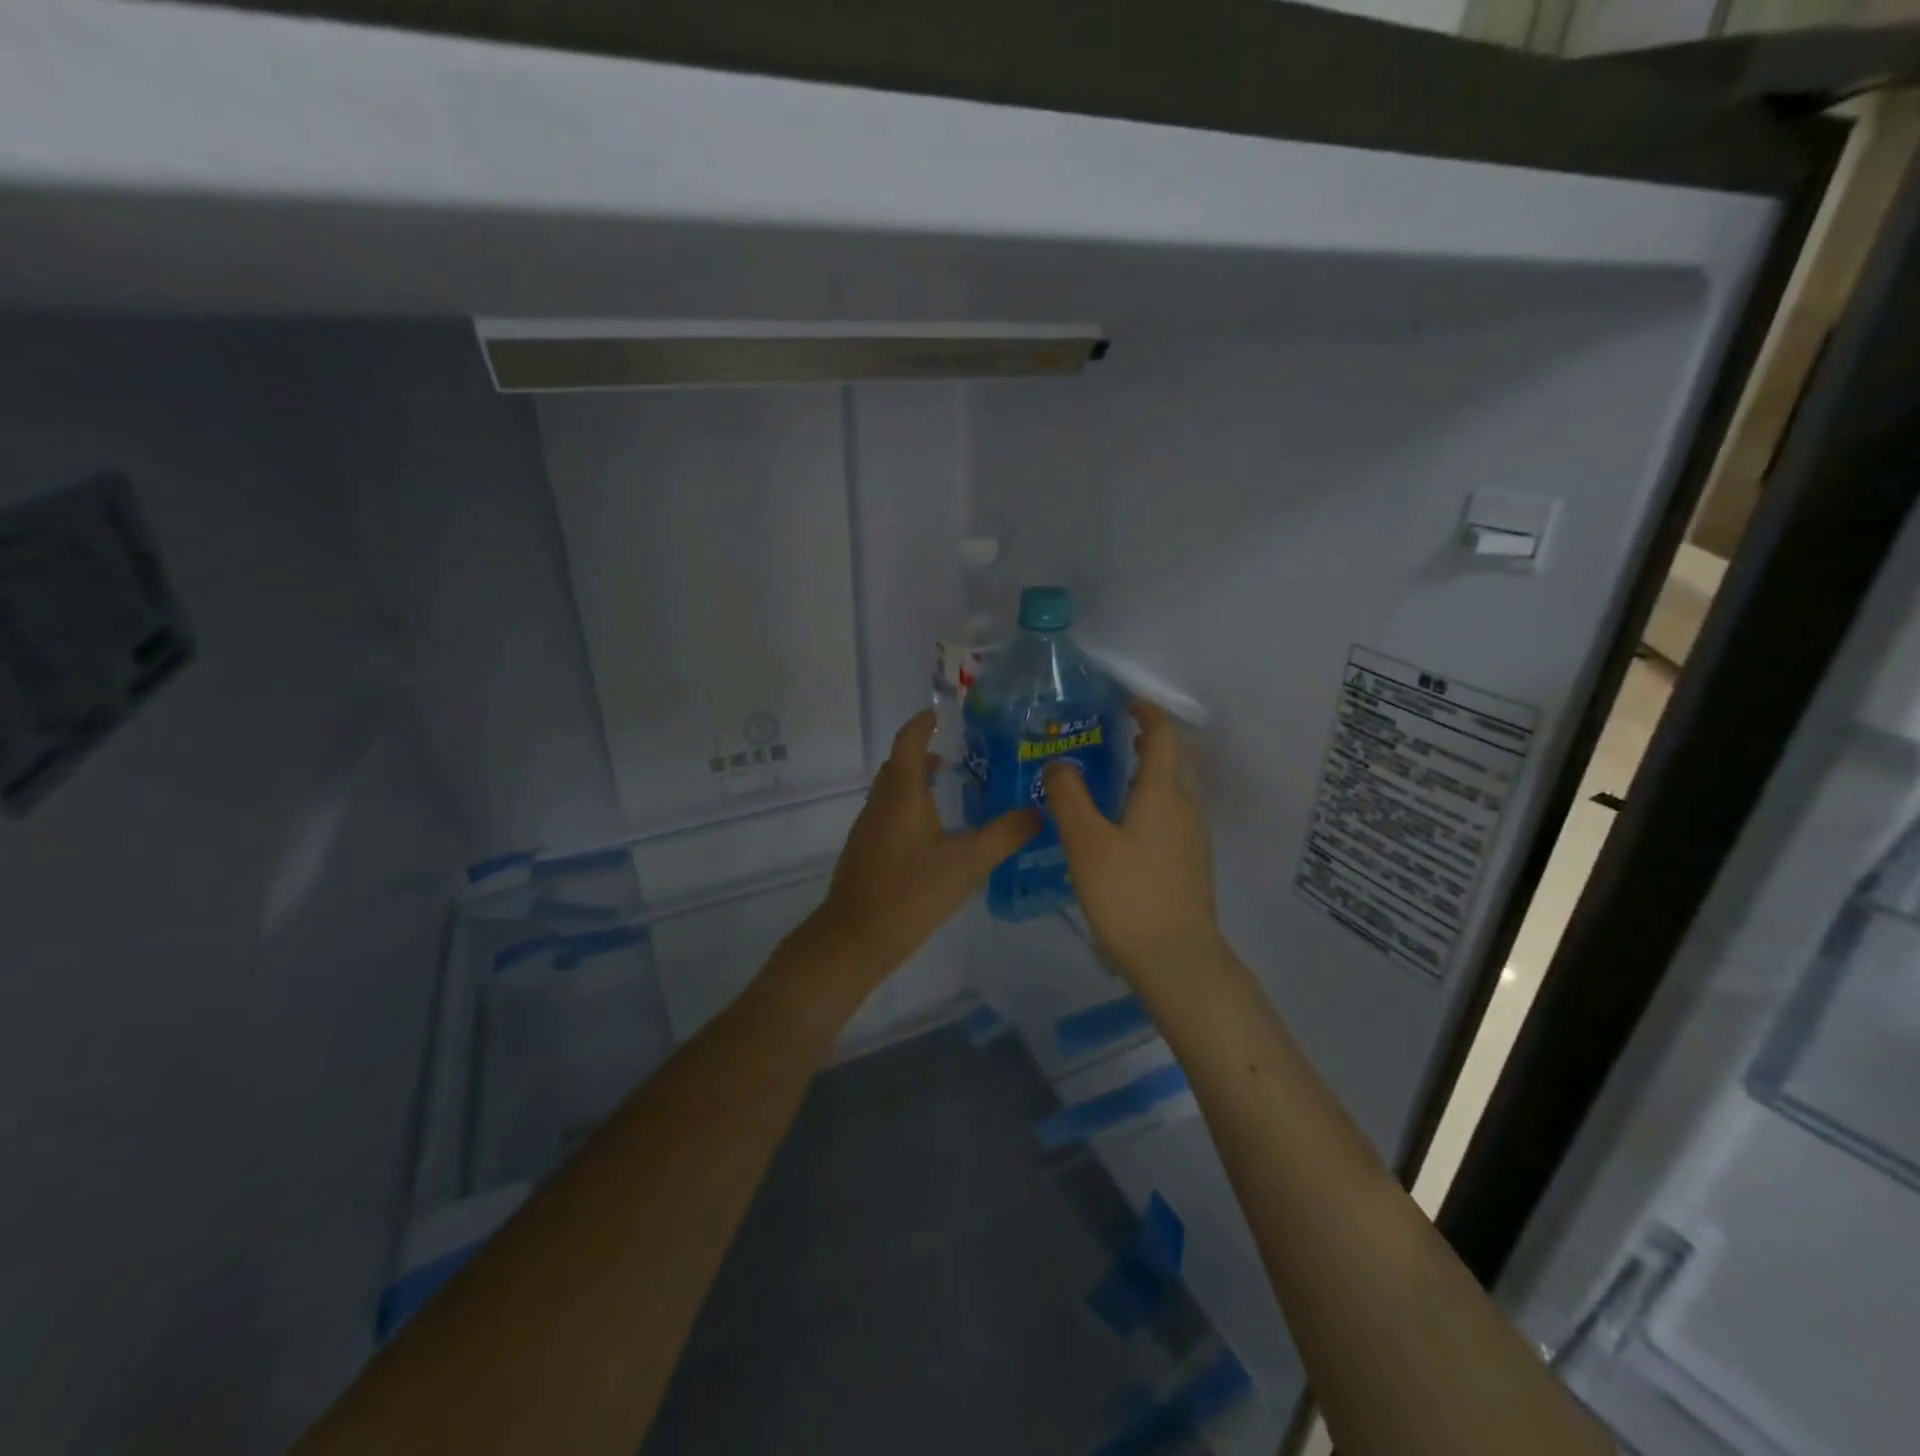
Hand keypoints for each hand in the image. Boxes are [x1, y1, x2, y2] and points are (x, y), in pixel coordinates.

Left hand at [793, 711, 1038, 989]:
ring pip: (890, 792)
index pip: (908, 742)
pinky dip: (906, 807)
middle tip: (953, 755)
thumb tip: (1038, 812)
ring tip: (945, 791)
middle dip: (920, 753)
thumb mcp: (967, 863)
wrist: (856, 937)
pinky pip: (886, 814)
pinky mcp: (864, 851)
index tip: (938, 715)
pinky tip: (929, 834)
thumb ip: (1004, 836)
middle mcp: (881, 803)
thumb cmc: (912, 892)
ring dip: (913, 782)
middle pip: (898, 766)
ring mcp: (868, 828)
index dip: (921, 724)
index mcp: (903, 794)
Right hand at [1044, 702, 1221, 983]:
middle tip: (1105, 739)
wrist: (1177, 961)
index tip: (1121, 703)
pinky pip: (1169, 816)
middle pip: (1172, 760)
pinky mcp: (1189, 864)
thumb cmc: (1129, 895)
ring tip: (1105, 781)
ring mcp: (1192, 838)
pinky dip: (1147, 803)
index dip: (1146, 713)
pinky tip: (1117, 828)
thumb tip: (1060, 764)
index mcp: (1163, 793)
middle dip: (1145, 741)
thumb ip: (1069, 797)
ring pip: (1171, 790)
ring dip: (1145, 774)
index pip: (1164, 735)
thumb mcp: (1086, 842)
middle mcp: (1185, 808)